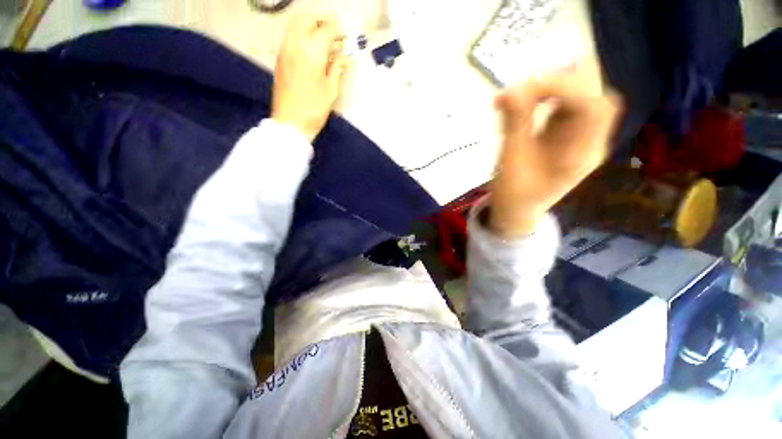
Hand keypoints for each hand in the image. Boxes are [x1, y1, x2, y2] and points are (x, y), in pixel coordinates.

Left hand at [272, 16, 348, 141]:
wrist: (290, 122)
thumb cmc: (314, 109)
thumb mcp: (331, 90)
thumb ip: (337, 69)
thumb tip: (344, 57)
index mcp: (312, 52)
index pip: (326, 29)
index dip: (338, 30)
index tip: (345, 37)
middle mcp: (296, 44)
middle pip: (308, 19)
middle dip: (322, 21)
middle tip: (334, 34)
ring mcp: (285, 49)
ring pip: (297, 25)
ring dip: (311, 26)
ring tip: (323, 41)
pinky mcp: (280, 58)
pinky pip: (291, 36)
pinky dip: (302, 36)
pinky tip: (311, 50)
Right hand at [490, 69, 621, 237]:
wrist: (517, 210)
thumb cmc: (512, 193)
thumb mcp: (510, 160)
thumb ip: (514, 123)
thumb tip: (511, 89)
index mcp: (580, 155)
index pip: (590, 107)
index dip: (563, 88)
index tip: (526, 87)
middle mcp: (590, 143)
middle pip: (595, 97)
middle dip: (562, 84)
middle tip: (525, 88)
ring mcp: (583, 138)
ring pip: (584, 97)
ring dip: (555, 88)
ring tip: (523, 94)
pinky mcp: (571, 136)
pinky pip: (569, 106)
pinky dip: (550, 98)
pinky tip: (529, 102)